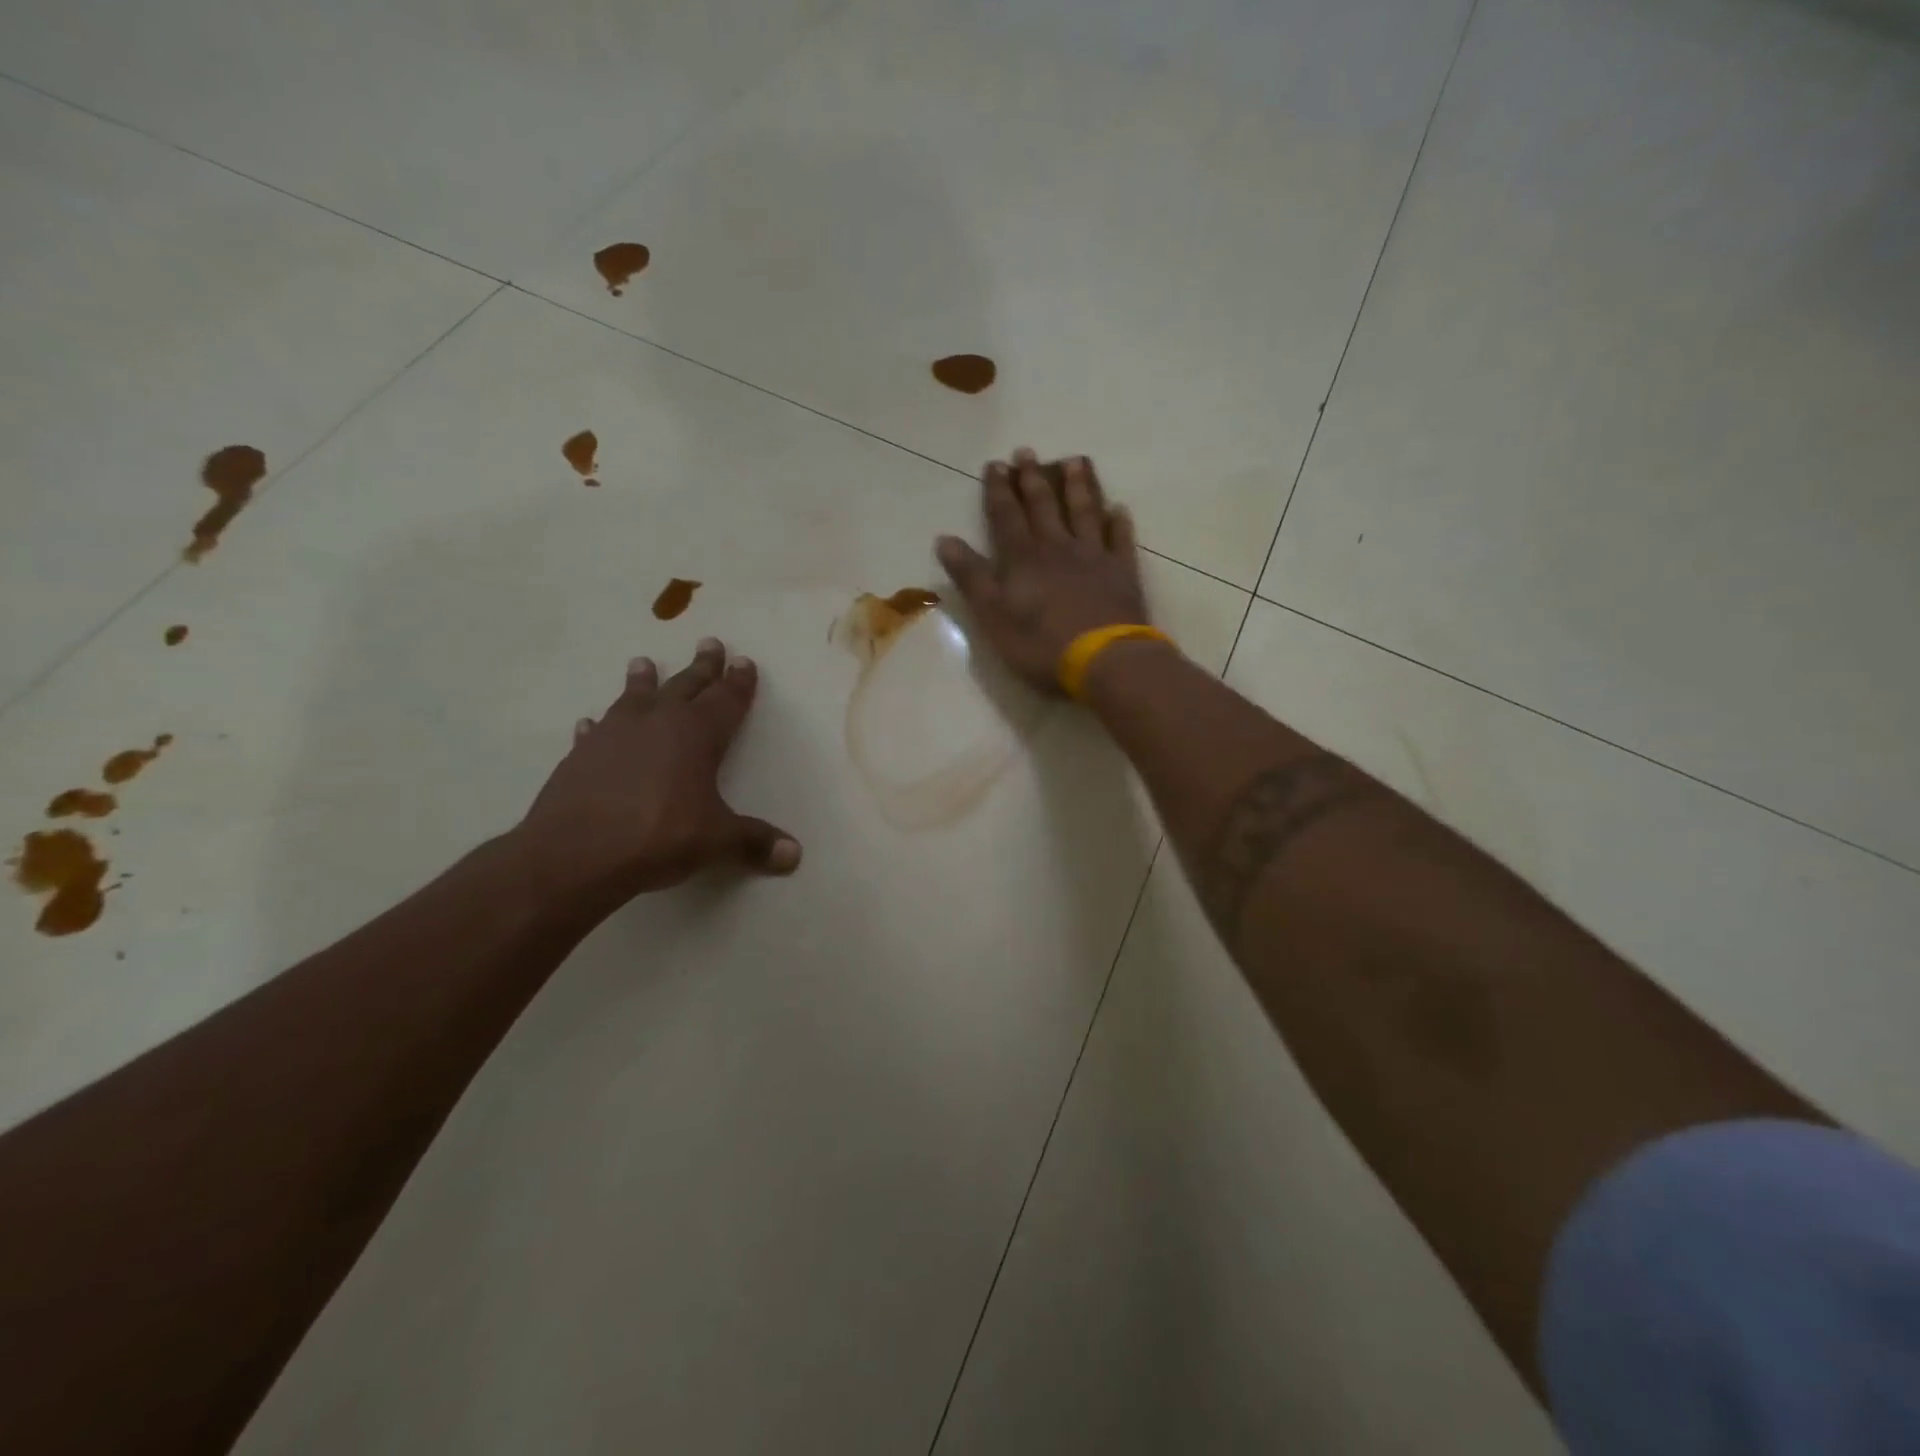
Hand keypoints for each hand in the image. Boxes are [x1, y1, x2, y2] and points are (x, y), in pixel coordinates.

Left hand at [516, 639, 800, 914]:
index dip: (738, 682)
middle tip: (710, 643)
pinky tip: (592, 724)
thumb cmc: (659, 836)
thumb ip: (754, 842)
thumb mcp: (717, 841)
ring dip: (643, 681)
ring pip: (634, 698)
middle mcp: (657, 723)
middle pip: (685, 686)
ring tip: (643, 662)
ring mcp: (614, 735)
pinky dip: (598, 727)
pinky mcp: (581, 755)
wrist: (576, 853)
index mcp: (696, 734)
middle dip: (702, 667)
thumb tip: (794, 854)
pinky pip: (595, 732)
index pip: (726, 700)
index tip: (744, 661)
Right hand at [936, 449, 1148, 692]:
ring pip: (1084, 512)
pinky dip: (1118, 523)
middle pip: (1043, 506)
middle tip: (1027, 452)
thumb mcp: (992, 615)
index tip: (995, 465)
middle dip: (1033, 479)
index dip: (998, 490)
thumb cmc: (1040, 643)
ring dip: (1078, 486)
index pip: (1006, 516)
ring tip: (1075, 461)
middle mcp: (1057, 547)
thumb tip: (944, 539)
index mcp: (1022, 558)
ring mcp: (1094, 557)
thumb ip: (971, 576)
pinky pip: (1120, 540)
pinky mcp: (1122, 572)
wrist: (1102, 660)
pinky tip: (1119, 509)